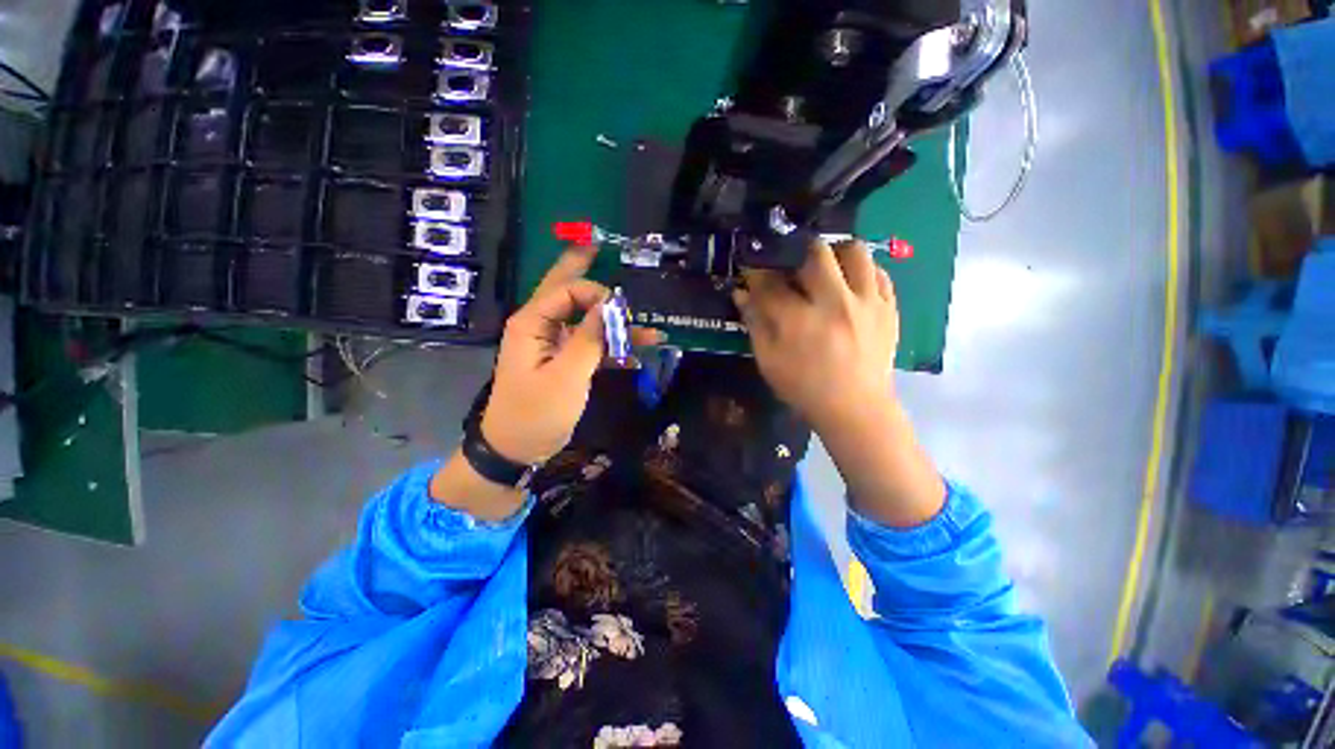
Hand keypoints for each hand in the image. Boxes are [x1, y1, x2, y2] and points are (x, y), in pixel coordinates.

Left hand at [480, 245, 660, 464]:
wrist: (518, 449)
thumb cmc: (536, 412)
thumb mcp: (566, 376)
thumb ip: (588, 338)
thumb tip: (610, 305)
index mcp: (532, 323)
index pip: (567, 291)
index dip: (597, 296)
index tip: (622, 314)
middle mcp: (542, 327)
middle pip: (566, 291)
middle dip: (584, 270)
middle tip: (598, 244)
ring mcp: (556, 346)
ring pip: (588, 322)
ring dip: (616, 325)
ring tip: (650, 327)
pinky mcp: (568, 363)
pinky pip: (594, 347)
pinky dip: (615, 349)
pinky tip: (639, 354)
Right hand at [733, 239, 898, 430]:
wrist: (855, 409)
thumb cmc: (804, 388)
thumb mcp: (768, 361)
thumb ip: (755, 323)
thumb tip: (741, 293)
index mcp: (799, 320)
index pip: (771, 282)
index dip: (757, 272)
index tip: (753, 269)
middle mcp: (834, 303)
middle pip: (816, 253)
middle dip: (797, 252)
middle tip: (791, 265)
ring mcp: (866, 304)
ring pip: (855, 252)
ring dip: (835, 253)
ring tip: (826, 268)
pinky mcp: (888, 309)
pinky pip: (879, 273)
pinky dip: (862, 271)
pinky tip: (850, 285)